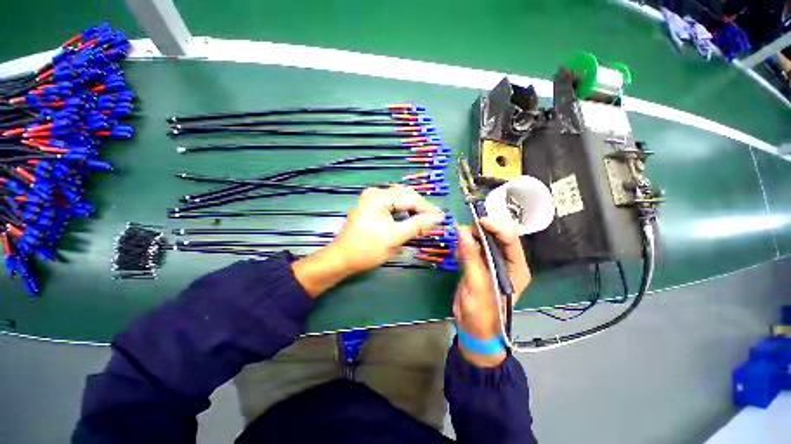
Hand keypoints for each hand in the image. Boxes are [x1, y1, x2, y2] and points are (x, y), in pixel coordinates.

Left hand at [293, 185, 444, 296]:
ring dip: (413, 209)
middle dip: (421, 208)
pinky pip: (393, 205)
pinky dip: (404, 212)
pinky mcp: (371, 206)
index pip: (410, 198)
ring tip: (424, 221)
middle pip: (405, 196)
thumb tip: (438, 217)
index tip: (442, 218)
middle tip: (434, 221)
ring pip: (400, 200)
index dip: (427, 208)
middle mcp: (375, 193)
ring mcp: (372, 199)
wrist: (342, 259)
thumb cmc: (366, 249)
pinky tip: (410, 220)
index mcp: (378, 197)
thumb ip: (417, 225)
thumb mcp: (394, 238)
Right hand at [453, 217, 530, 366]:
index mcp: (516, 268)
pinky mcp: (478, 265)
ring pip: (483, 241)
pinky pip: (472, 248)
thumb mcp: (477, 285)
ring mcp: (491, 263)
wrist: (473, 331)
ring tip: (457, 238)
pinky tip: (457, 248)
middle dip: (480, 230)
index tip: (478, 221)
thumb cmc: (482, 314)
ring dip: (470, 236)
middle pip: (496, 237)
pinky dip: (464, 245)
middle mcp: (506, 262)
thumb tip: (461, 231)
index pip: (510, 240)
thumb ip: (470, 257)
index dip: (496, 227)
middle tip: (462, 229)